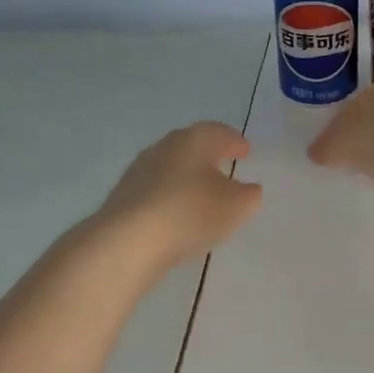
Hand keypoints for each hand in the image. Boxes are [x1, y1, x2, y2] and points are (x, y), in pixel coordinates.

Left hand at [95, 121, 261, 272]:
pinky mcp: (124, 195)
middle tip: (225, 164)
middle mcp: (164, 147)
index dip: (234, 141)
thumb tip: (247, 189)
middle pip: (191, 145)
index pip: (219, 132)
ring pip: (171, 167)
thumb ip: (249, 195)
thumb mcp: (237, 206)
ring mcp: (139, 170)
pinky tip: (177, 212)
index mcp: (195, 140)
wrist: (130, 240)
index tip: (245, 151)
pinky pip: (155, 190)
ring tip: (202, 192)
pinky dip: (170, 195)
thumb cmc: (192, 212)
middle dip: (209, 154)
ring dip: (188, 176)